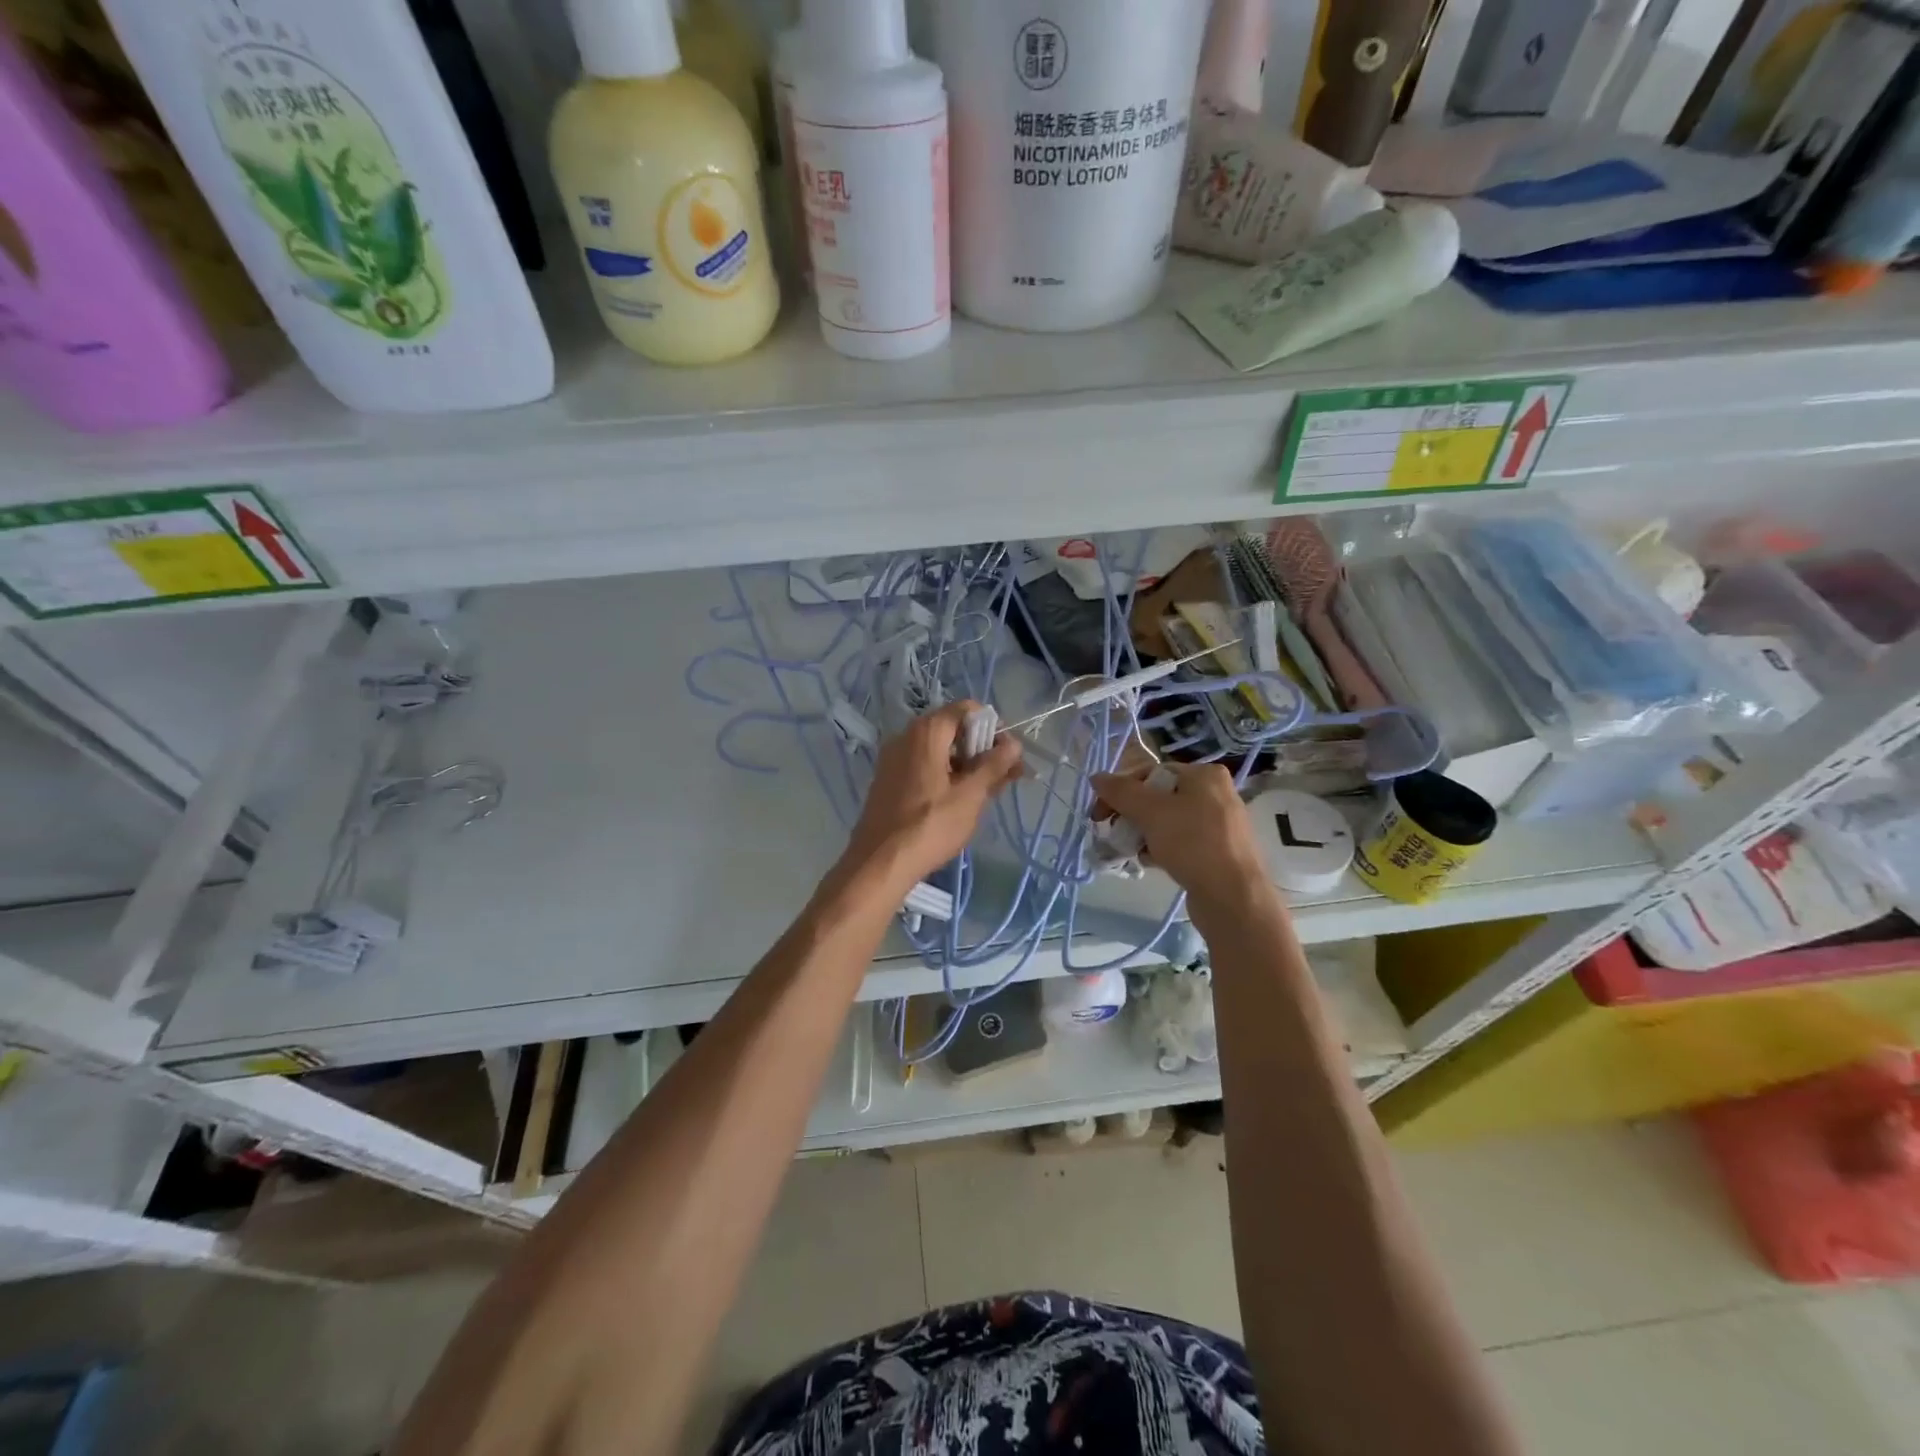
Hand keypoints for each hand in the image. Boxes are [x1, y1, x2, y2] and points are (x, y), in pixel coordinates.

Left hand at [841, 702, 1022, 890]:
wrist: (880, 863)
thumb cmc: (930, 825)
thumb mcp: (971, 795)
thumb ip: (994, 765)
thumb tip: (1014, 744)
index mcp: (926, 732)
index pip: (966, 710)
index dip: (993, 727)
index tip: (1009, 754)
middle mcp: (906, 737)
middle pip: (953, 730)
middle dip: (983, 749)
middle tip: (1007, 776)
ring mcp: (894, 759)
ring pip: (939, 752)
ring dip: (967, 765)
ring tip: (989, 793)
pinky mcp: (889, 781)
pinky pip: (924, 767)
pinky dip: (946, 776)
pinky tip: (961, 801)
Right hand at [1091, 763, 1270, 913]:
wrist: (1233, 897)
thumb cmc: (1192, 843)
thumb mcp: (1151, 812)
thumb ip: (1121, 792)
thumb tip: (1096, 777)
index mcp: (1204, 774)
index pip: (1150, 772)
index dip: (1121, 791)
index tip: (1100, 815)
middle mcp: (1215, 793)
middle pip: (1157, 796)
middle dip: (1131, 815)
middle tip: (1113, 833)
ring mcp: (1218, 822)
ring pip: (1167, 821)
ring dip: (1143, 833)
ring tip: (1131, 851)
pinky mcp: (1217, 849)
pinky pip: (1180, 840)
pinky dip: (1161, 847)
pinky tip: (1151, 862)